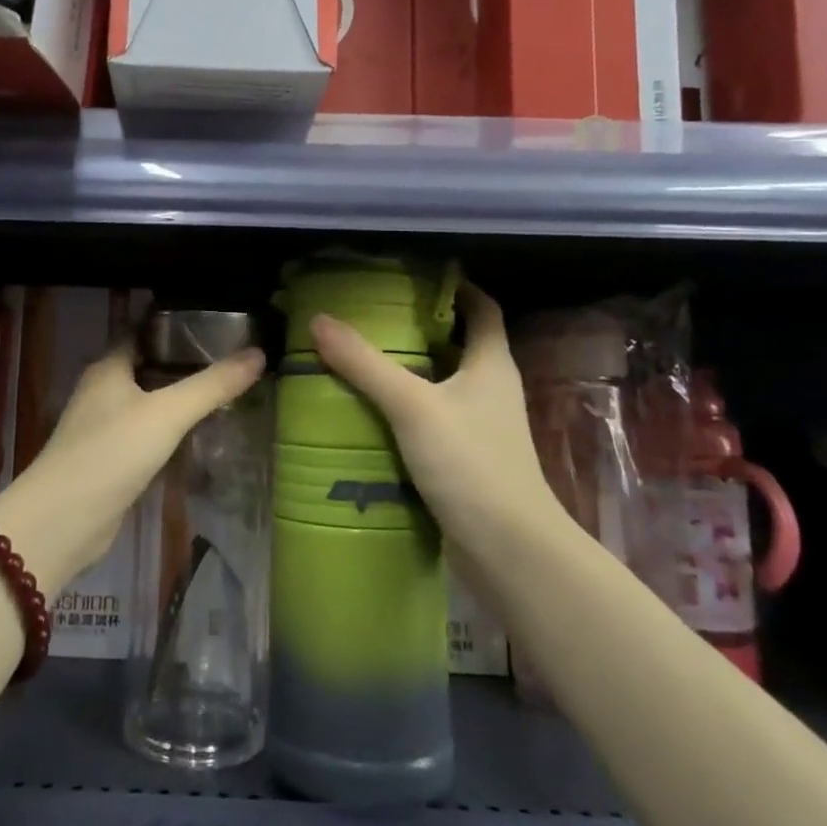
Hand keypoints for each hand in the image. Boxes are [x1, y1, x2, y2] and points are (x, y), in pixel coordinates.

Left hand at [0, 339, 265, 592]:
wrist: (64, 522)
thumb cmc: (111, 453)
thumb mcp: (167, 414)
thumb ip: (212, 385)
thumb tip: (259, 353)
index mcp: (108, 368)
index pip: (144, 332)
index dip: (177, 326)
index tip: (218, 325)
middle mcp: (103, 392)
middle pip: (148, 367)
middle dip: (185, 364)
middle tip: (232, 360)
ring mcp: (104, 428)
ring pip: (148, 404)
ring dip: (179, 400)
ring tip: (225, 394)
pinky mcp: (110, 461)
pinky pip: (147, 436)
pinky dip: (171, 433)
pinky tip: (200, 436)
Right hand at [309, 283, 562, 558]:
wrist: (507, 547)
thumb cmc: (470, 463)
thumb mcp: (412, 405)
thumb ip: (365, 364)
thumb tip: (319, 320)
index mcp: (491, 364)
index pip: (482, 310)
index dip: (457, 289)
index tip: (416, 278)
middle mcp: (491, 389)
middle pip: (458, 345)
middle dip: (419, 329)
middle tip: (372, 317)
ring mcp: (481, 427)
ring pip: (443, 385)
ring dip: (409, 371)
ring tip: (361, 359)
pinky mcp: (467, 459)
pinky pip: (433, 420)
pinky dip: (406, 410)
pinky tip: (370, 412)